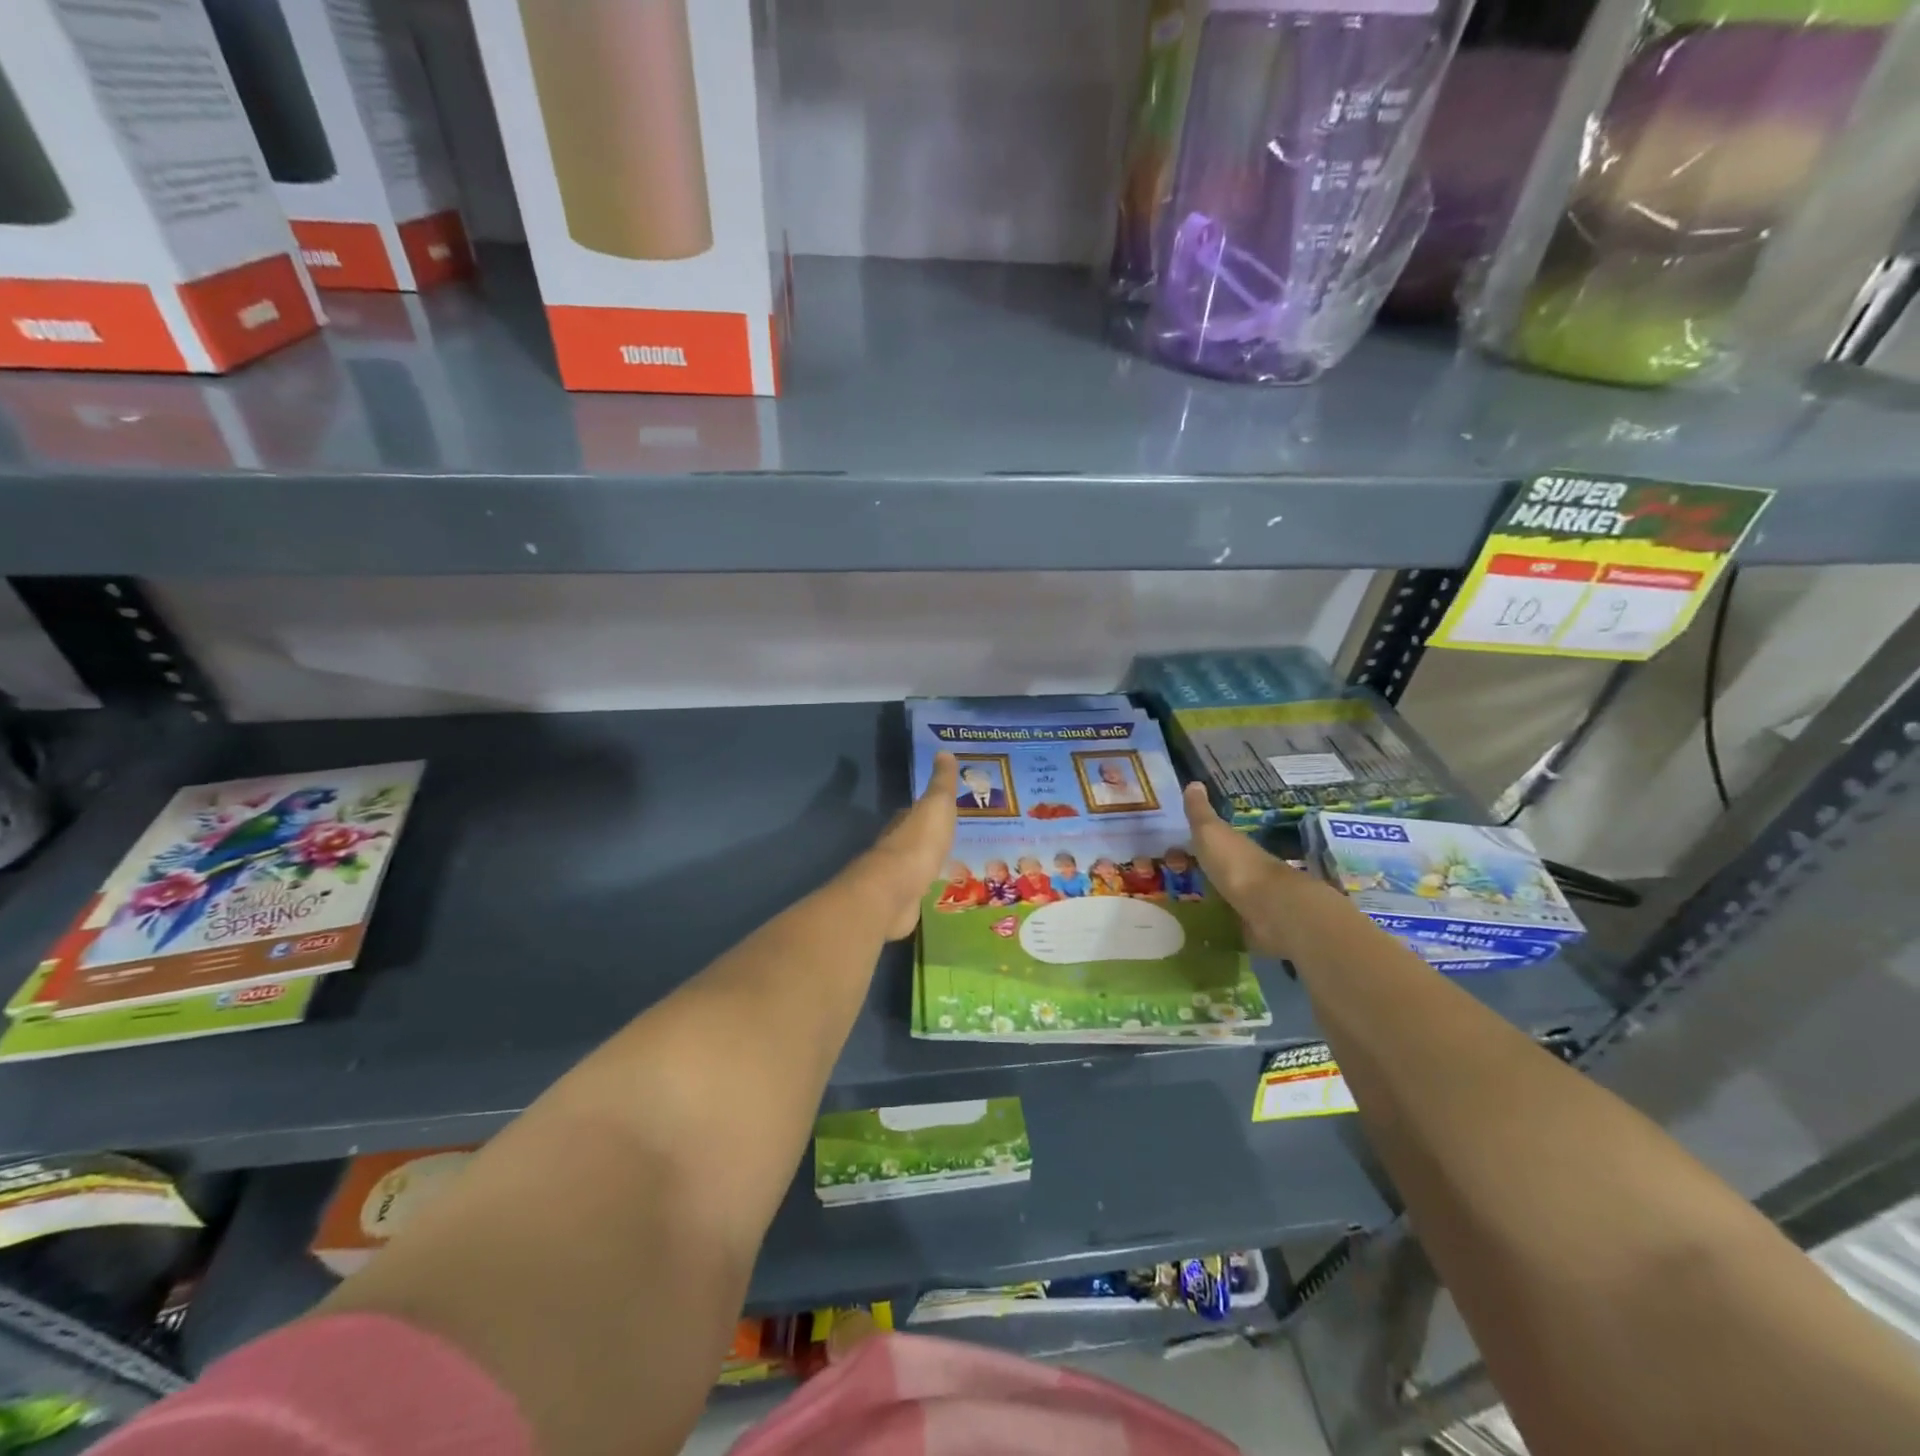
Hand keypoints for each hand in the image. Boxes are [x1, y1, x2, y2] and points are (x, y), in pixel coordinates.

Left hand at [850, 753, 958, 940]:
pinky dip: (929, 890)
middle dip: (934, 838)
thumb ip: (941, 782)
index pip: (917, 811)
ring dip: (931, 865)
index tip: (950, 809)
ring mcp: (898, 877)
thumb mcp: (936, 805)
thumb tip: (943, 751)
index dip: (932, 809)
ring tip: (958, 866)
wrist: (896, 890)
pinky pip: (919, 892)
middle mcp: (898, 847)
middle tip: (959, 839)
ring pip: (918, 866)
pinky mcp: (902, 903)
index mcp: (905, 822)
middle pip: (917, 839)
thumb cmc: (919, 843)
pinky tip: (944, 893)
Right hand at [1182, 783, 1310, 959]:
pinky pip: (1234, 919)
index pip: (1215, 839)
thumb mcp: (1210, 832)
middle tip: (1177, 878)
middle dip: (1204, 870)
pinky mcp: (1255, 925)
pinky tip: (1208, 926)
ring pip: (1228, 892)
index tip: (1175, 849)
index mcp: (1235, 845)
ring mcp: (1253, 898)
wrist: (1269, 908)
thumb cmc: (1235, 864)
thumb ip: (1200, 812)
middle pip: (1221, 866)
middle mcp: (1246, 868)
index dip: (1197, 842)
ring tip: (1188, 904)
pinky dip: (1223, 920)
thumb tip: (1194, 781)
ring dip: (1214, 895)